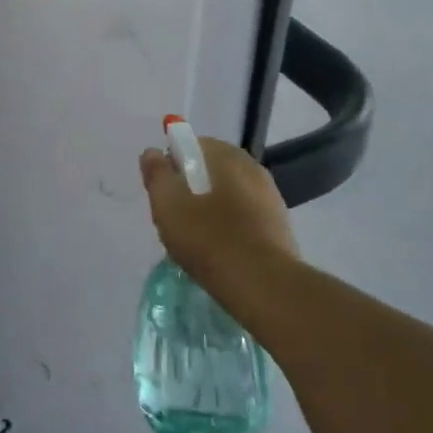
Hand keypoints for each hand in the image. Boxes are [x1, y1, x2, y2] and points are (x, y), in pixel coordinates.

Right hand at [140, 136, 299, 306]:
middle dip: (192, 187)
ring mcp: (271, 198)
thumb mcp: (168, 205)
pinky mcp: (280, 227)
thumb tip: (152, 152)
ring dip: (211, 208)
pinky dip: (229, 226)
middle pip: (212, 170)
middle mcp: (253, 169)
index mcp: (227, 156)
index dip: (173, 164)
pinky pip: (245, 217)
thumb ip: (157, 174)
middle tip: (176, 216)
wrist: (264, 287)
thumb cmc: (209, 239)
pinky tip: (219, 251)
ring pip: (229, 194)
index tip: (164, 191)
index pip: (193, 145)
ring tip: (196, 238)